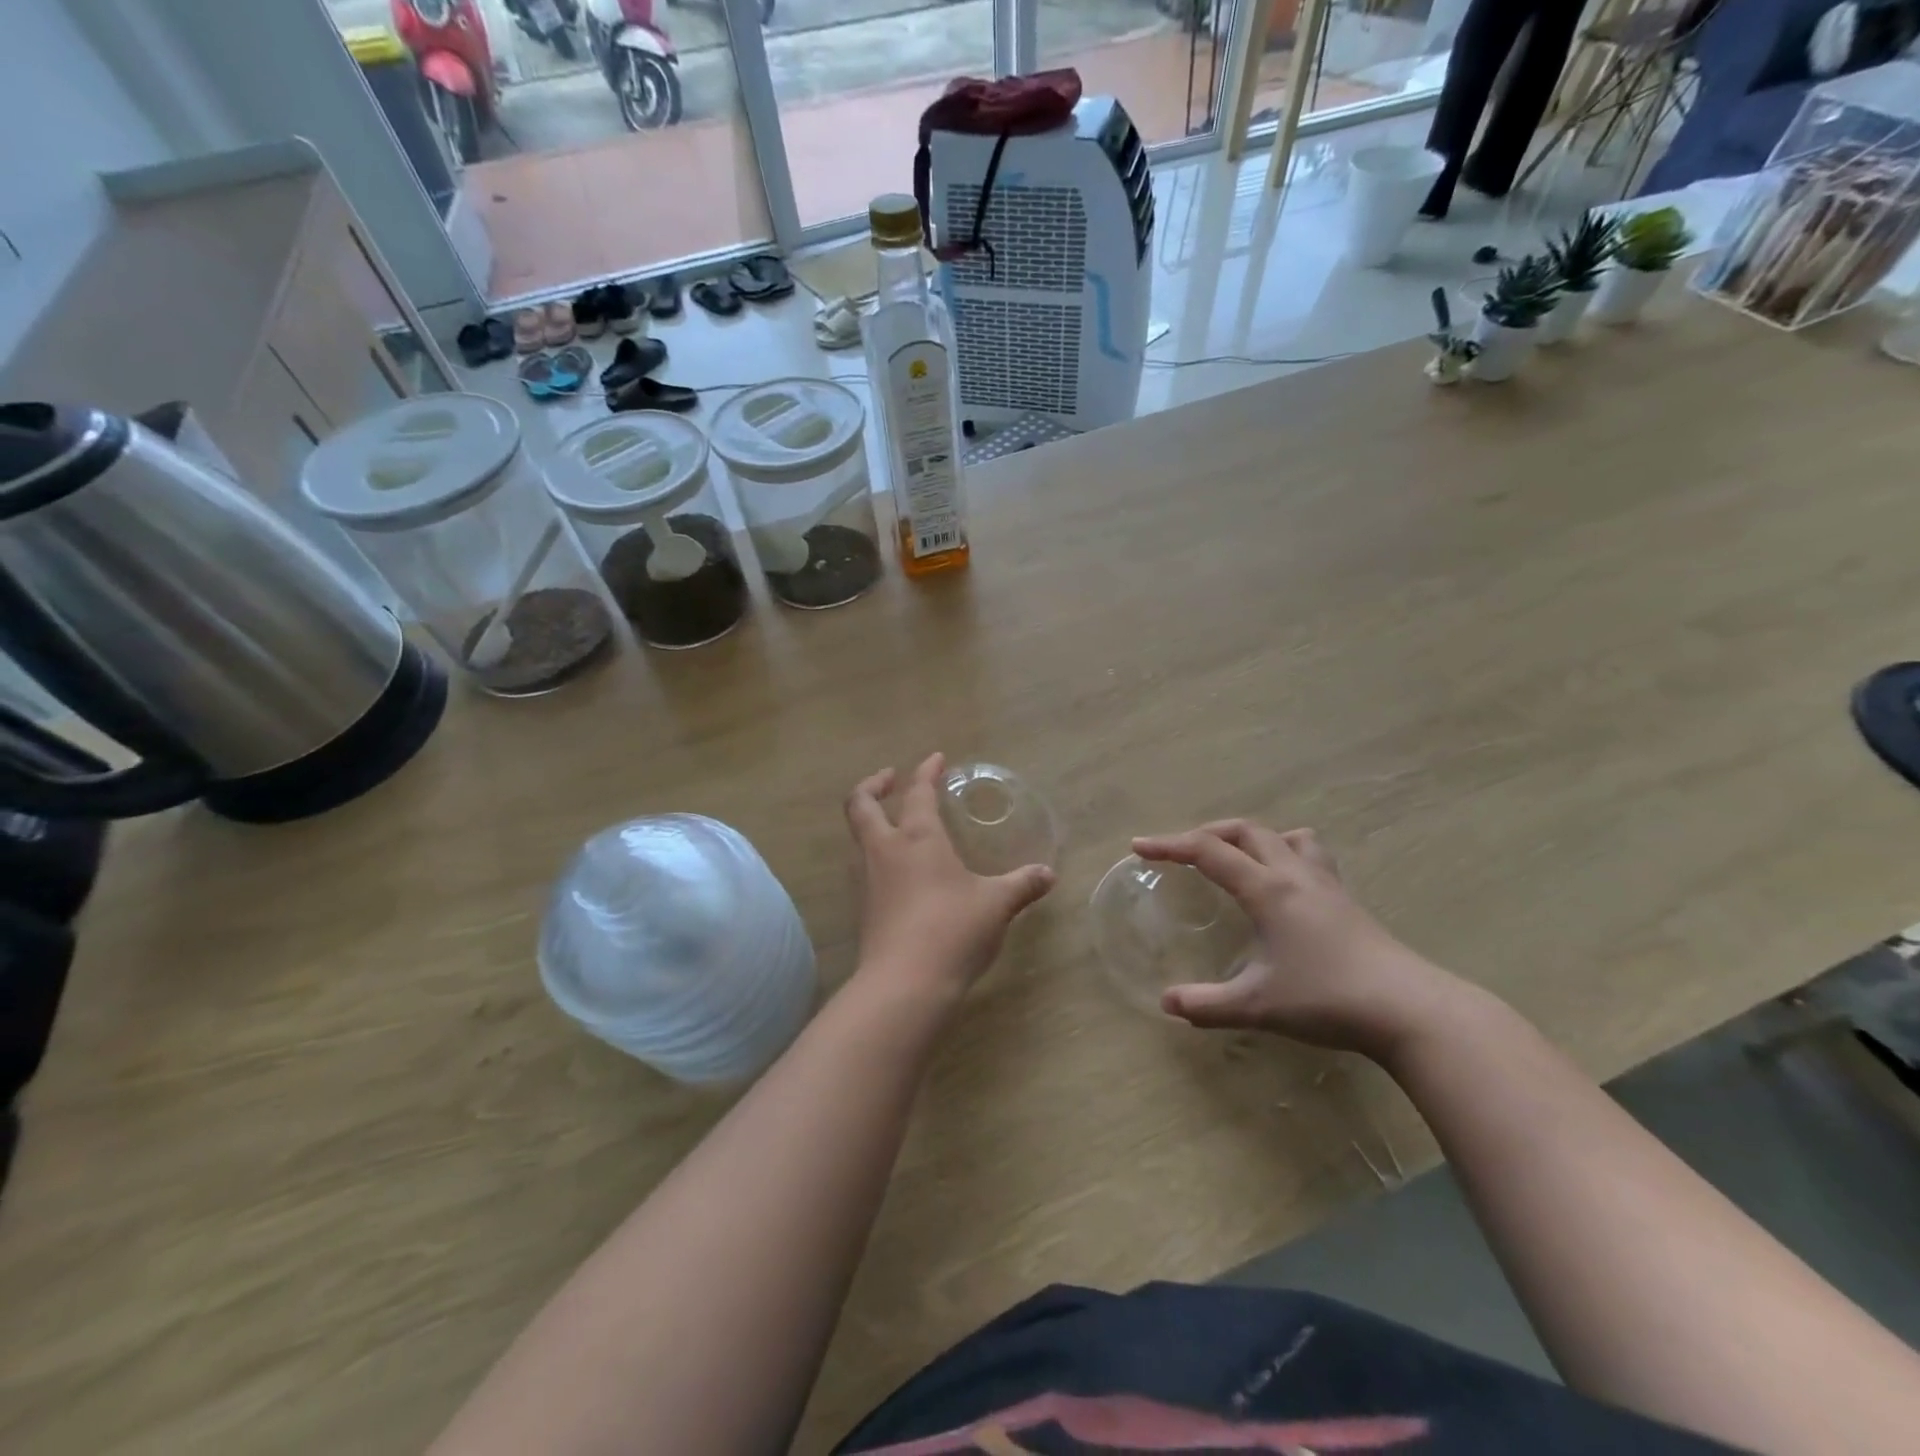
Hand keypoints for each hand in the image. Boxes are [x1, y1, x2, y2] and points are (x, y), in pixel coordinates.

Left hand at [846, 754, 1055, 997]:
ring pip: (857, 837)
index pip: (918, 792)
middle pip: (861, 804)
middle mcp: (884, 851)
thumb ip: (1022, 885)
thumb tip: (1048, 874)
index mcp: (917, 838)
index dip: (926, 771)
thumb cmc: (952, 931)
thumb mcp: (996, 905)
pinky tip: (897, 871)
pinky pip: (863, 867)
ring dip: (870, 820)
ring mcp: (866, 880)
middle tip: (891, 779)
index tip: (936, 759)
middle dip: (873, 785)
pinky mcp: (862, 909)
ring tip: (893, 823)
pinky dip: (875, 854)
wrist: (904, 985)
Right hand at [1132, 821, 1468, 1061]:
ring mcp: (1325, 883)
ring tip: (1234, 858)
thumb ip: (1207, 1004)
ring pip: (1282, 836)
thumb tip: (1166, 1004)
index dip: (1169, 845)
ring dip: (1250, 837)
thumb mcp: (1258, 1006)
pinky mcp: (1346, 899)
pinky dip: (1285, 852)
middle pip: (1244, 831)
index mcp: (1267, 889)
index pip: (1208, 851)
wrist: (1410, 1009)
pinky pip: (1309, 854)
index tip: (1138, 846)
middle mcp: (1294, 874)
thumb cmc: (1328, 999)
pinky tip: (1283, 883)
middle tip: (1180, 852)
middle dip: (1205, 833)